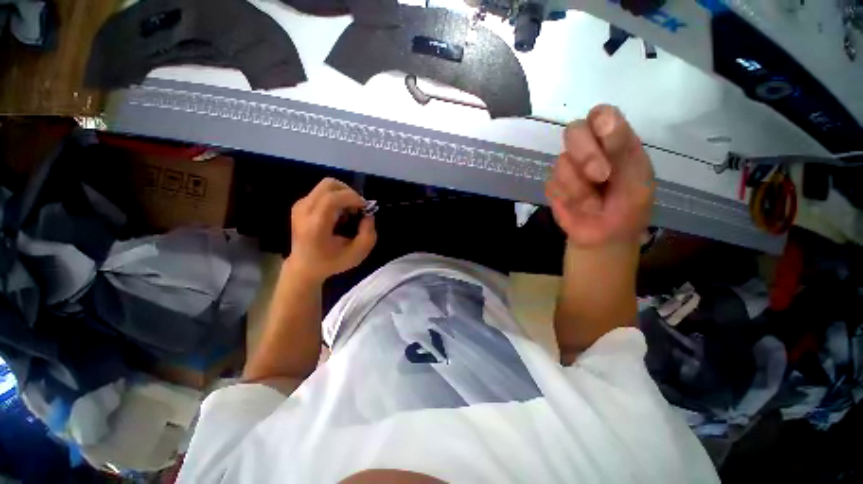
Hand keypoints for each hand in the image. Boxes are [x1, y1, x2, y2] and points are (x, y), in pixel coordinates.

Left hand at [287, 178, 375, 281]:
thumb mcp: (358, 254)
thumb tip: (368, 215)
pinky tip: (338, 214)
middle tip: (357, 208)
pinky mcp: (300, 205)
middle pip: (329, 184)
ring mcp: (300, 206)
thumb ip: (368, 233)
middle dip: (349, 193)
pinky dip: (336, 198)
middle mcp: (304, 210)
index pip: (332, 198)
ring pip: (327, 186)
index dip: (353, 197)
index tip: (364, 208)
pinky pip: (322, 192)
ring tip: (348, 213)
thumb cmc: (331, 262)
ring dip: (343, 195)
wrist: (304, 267)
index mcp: (316, 225)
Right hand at [546, 105, 654, 247]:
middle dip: (586, 156)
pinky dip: (567, 197)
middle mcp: (588, 148)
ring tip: (593, 202)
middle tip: (600, 177)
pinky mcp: (553, 184)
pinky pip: (553, 184)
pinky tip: (578, 206)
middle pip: (573, 131)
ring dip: (579, 186)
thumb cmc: (628, 208)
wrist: (603, 237)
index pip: (601, 114)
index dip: (599, 123)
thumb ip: (622, 149)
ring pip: (562, 162)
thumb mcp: (636, 179)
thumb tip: (605, 118)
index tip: (605, 140)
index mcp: (614, 141)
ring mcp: (567, 166)